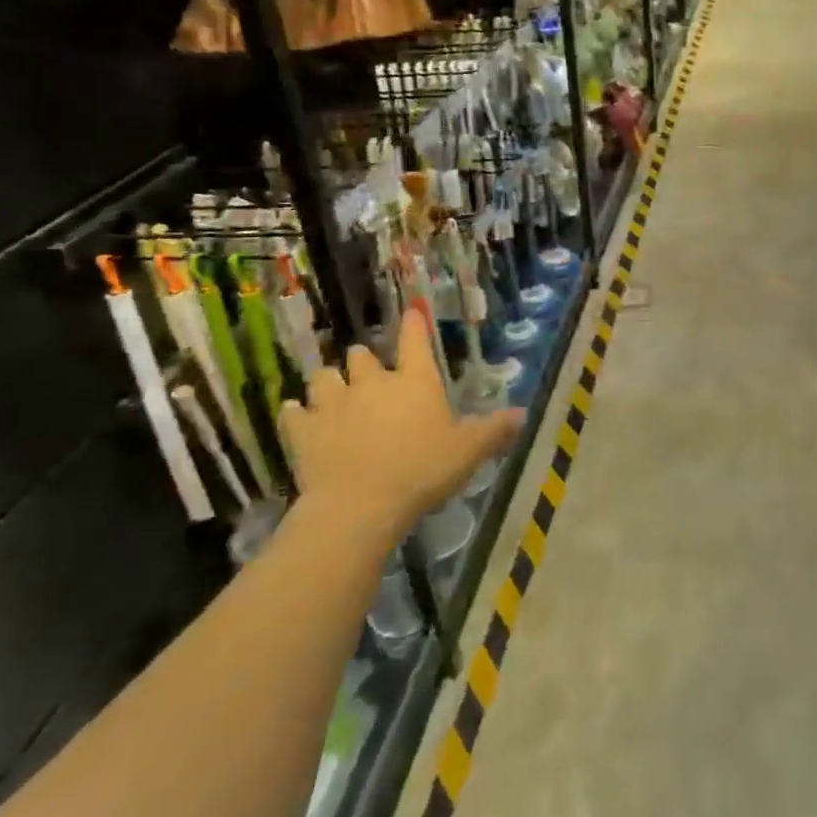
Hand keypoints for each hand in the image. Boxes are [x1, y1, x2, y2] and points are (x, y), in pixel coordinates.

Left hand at [280, 306, 523, 547]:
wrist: (359, 505)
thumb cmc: (422, 470)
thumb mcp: (469, 451)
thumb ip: (494, 430)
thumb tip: (523, 413)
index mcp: (415, 381)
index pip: (415, 339)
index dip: (414, 324)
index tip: (412, 311)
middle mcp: (372, 382)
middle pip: (361, 355)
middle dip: (364, 360)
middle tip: (369, 374)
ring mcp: (333, 403)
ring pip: (324, 377)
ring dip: (329, 382)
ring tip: (332, 392)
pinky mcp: (303, 430)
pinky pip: (293, 412)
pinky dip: (297, 413)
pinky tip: (298, 417)